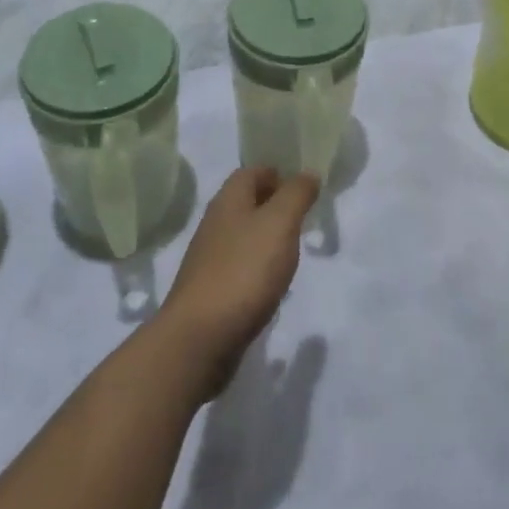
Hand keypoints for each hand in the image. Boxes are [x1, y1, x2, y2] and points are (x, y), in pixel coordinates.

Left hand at [158, 168, 317, 395]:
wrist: (200, 337)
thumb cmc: (244, 270)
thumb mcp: (279, 223)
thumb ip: (296, 194)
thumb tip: (308, 173)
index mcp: (228, 200)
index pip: (252, 172)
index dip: (278, 173)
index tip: (305, 185)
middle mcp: (215, 223)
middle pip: (247, 202)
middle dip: (275, 204)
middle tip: (305, 216)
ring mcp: (210, 258)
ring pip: (244, 235)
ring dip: (268, 237)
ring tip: (294, 249)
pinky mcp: (212, 290)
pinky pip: (240, 266)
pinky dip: (259, 267)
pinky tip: (273, 282)